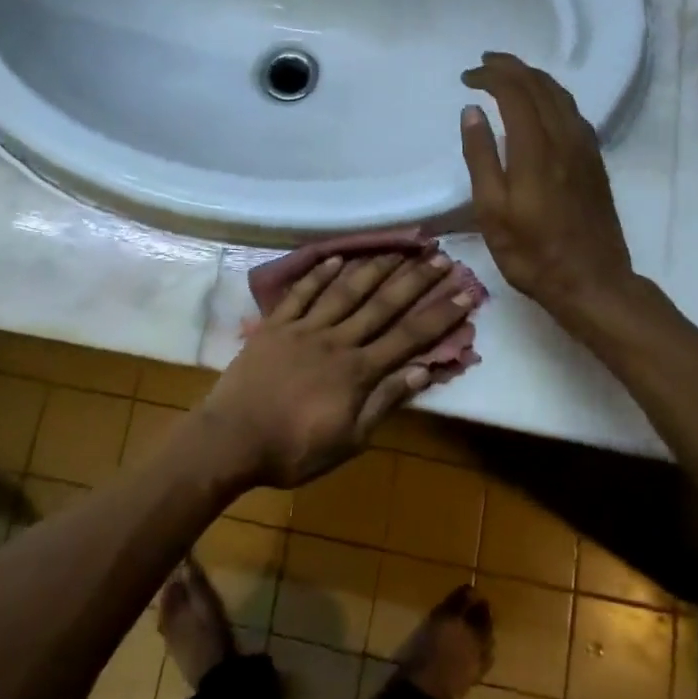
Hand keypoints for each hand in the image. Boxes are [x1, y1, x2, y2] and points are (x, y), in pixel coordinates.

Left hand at [203, 252, 476, 488]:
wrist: (232, 440)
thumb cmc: (293, 450)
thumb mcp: (349, 440)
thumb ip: (385, 402)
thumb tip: (424, 371)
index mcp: (358, 371)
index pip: (408, 338)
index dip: (439, 315)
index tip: (465, 293)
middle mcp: (336, 341)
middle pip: (382, 305)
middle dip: (414, 281)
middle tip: (440, 257)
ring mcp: (304, 329)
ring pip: (345, 291)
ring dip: (373, 268)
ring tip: (397, 248)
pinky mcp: (275, 326)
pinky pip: (301, 294)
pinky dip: (319, 274)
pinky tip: (337, 258)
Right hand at [460, 51, 639, 324]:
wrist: (592, 281)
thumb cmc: (532, 253)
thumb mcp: (492, 211)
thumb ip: (481, 157)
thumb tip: (472, 112)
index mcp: (536, 149)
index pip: (515, 92)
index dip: (491, 76)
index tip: (467, 76)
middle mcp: (565, 139)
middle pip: (541, 86)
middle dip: (512, 68)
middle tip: (485, 64)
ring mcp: (585, 149)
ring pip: (562, 96)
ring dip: (534, 78)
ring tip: (510, 76)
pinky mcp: (595, 162)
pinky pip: (574, 113)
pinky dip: (553, 97)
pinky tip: (542, 107)